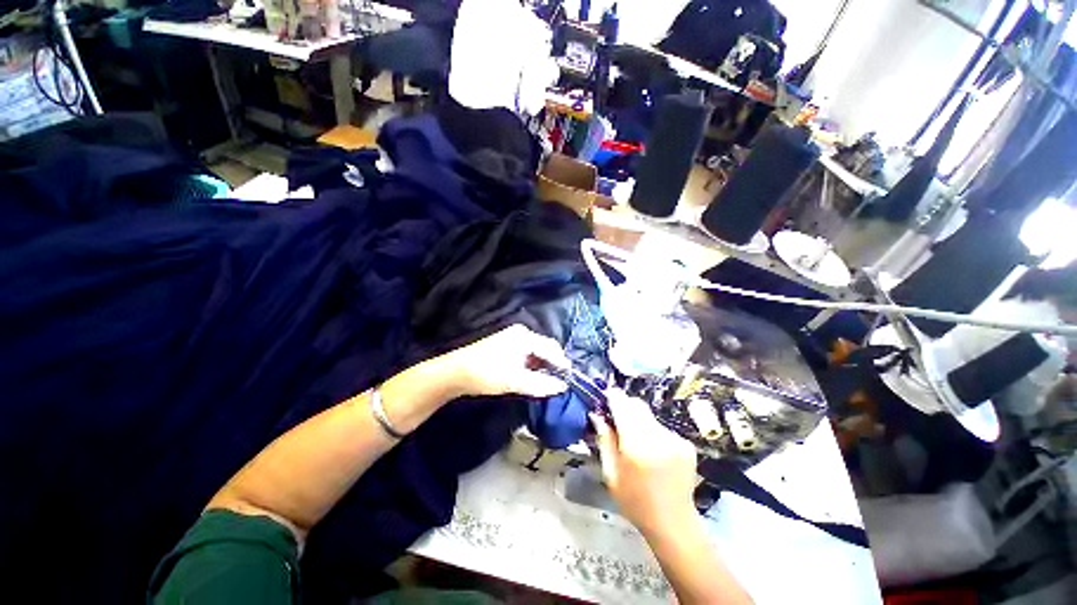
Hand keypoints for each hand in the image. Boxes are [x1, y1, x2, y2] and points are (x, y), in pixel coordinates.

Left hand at [442, 324, 569, 398]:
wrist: (456, 372)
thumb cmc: (488, 373)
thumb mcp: (516, 381)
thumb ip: (541, 384)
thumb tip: (562, 387)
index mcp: (526, 336)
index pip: (552, 349)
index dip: (562, 364)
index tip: (570, 380)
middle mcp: (522, 333)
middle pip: (546, 348)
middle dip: (554, 364)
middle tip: (560, 382)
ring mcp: (513, 337)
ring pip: (536, 352)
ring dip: (543, 365)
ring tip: (549, 381)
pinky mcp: (507, 345)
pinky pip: (528, 353)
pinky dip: (533, 364)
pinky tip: (534, 376)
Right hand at [591, 390, 698, 535]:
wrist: (674, 523)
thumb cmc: (635, 501)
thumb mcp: (611, 473)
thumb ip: (604, 440)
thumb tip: (597, 414)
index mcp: (637, 445)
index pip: (623, 405)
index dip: (613, 397)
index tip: (606, 397)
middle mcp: (658, 436)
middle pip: (637, 405)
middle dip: (625, 407)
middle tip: (617, 422)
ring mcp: (675, 439)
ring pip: (649, 415)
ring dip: (639, 421)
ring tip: (636, 443)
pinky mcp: (686, 443)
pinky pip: (662, 427)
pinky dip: (653, 432)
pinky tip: (653, 452)